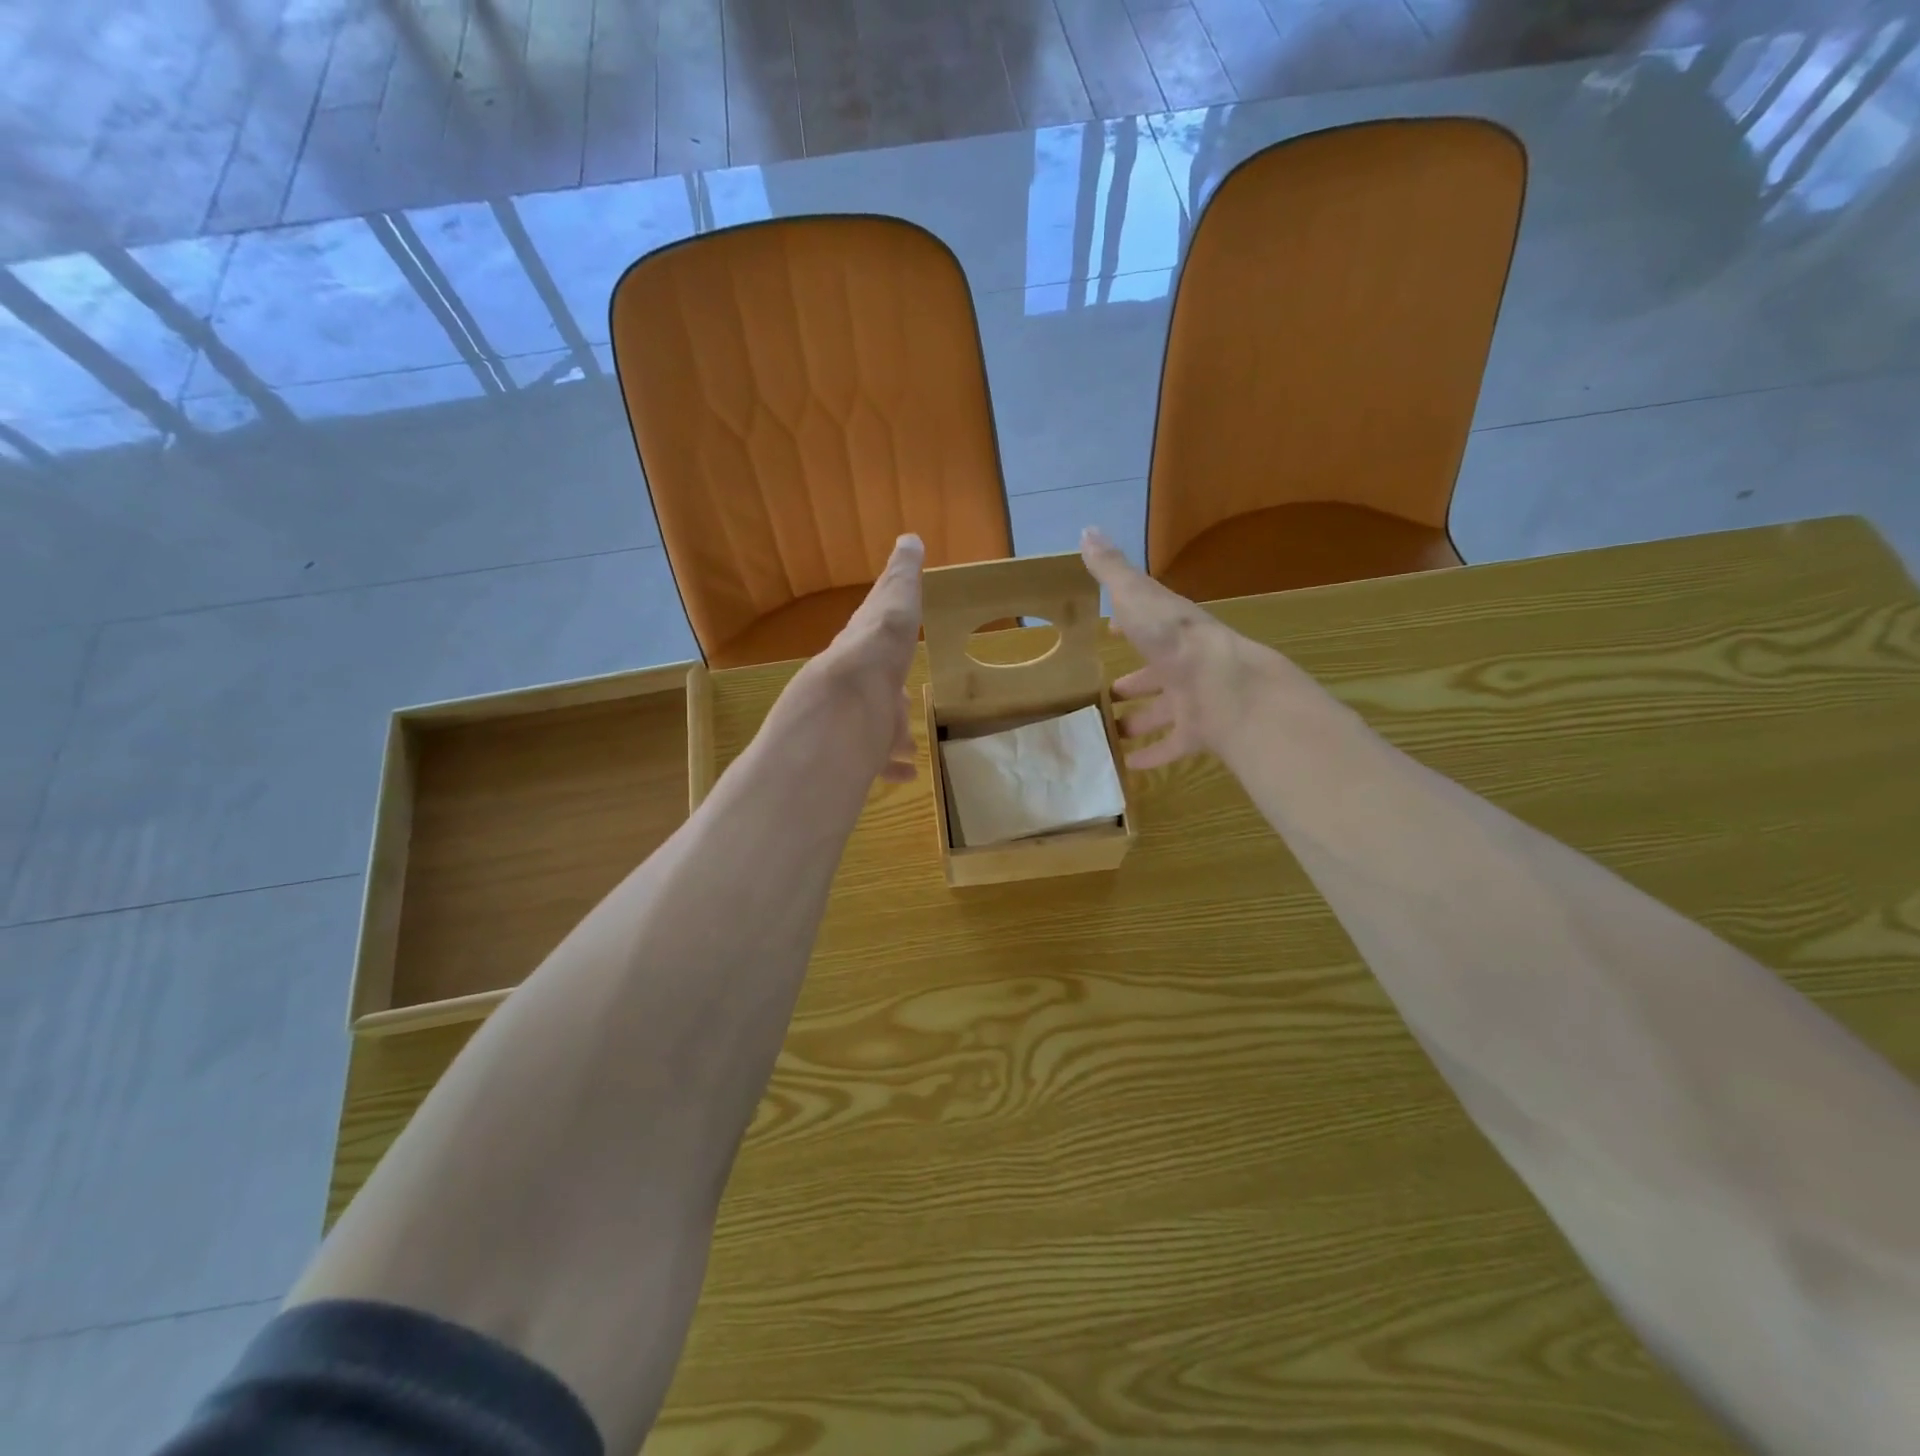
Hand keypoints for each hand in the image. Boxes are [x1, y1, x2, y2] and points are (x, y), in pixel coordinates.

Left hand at [808, 534, 924, 782]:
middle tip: (903, 704)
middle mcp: (855, 684)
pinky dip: (892, 766)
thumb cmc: (879, 649)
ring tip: (908, 746)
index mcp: (864, 647)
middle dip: (888, 698)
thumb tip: (909, 538)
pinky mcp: (857, 751)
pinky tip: (906, 774)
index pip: (875, 640)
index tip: (893, 652)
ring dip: (892, 736)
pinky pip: (877, 761)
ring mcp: (855, 719)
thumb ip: (902, 575)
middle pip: (875, 690)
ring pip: (876, 728)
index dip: (886, 644)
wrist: (846, 701)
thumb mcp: (897, 601)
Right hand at [1081, 527, 1281, 769]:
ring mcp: (1193, 700)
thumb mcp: (1137, 597)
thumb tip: (1087, 530)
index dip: (1127, 625)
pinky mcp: (1199, 732)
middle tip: (1106, 692)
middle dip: (1133, 681)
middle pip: (1154, 673)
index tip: (1109, 630)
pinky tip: (1130, 766)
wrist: (1223, 686)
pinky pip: (1172, 745)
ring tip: (1109, 731)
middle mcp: (1183, 664)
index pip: (1146, 624)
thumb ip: (1112, 571)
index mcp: (1170, 631)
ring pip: (1162, 711)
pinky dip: (1153, 755)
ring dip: (1139, 720)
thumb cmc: (1174, 639)